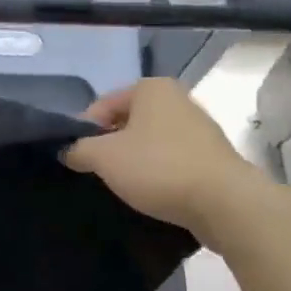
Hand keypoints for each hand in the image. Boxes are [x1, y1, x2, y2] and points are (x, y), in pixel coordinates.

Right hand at [63, 79, 256, 242]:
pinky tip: (150, 194)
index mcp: (151, 88)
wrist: (224, 202)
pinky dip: (158, 174)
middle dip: (110, 146)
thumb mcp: (105, 157)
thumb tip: (67, 150)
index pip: (102, 105)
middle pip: (127, 122)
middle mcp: (178, 99)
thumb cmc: (159, 168)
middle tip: (96, 174)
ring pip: (150, 143)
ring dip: (134, 162)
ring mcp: (199, 128)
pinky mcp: (211, 157)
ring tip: (122, 187)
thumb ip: (78, 149)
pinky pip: (171, 161)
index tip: (76, 158)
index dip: (83, 131)